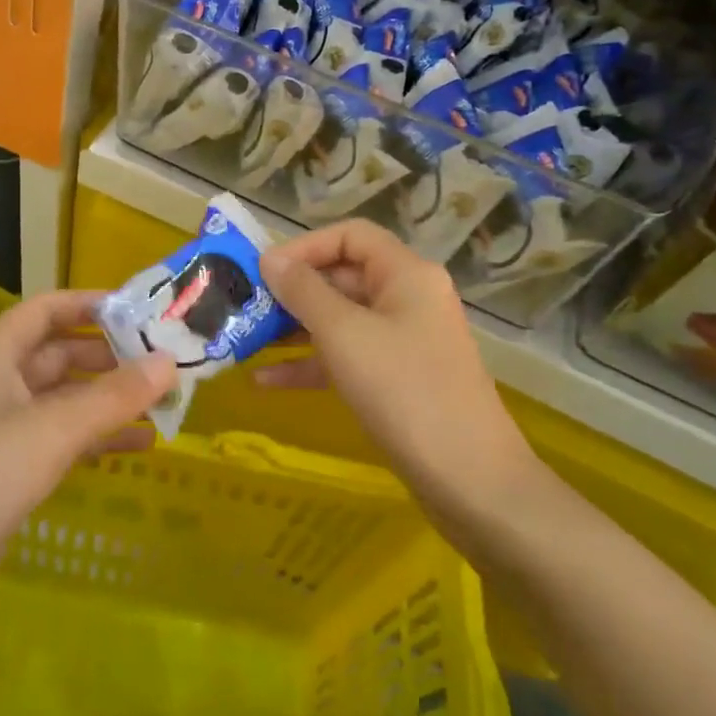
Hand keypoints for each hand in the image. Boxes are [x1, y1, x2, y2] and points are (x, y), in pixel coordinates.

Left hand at [0, 291, 173, 663]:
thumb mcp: (51, 430)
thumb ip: (113, 396)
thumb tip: (168, 362)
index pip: (45, 311)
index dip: (89, 304)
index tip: (141, 311)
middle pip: (59, 355)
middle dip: (110, 356)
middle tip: (165, 361)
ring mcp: (0, 432)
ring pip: (64, 401)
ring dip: (108, 400)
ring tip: (163, 402)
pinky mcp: (7, 475)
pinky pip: (60, 441)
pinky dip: (96, 439)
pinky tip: (138, 447)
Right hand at [256, 220, 538, 534]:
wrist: (469, 479)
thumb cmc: (404, 391)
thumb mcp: (344, 334)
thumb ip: (304, 291)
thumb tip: (271, 258)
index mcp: (406, 274)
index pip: (350, 236)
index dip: (305, 246)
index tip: (263, 270)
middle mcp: (407, 298)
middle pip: (342, 276)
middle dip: (292, 291)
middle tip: (246, 306)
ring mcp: (404, 341)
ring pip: (340, 320)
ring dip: (294, 329)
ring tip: (246, 340)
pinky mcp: (397, 379)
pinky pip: (347, 357)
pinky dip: (310, 364)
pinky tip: (264, 381)